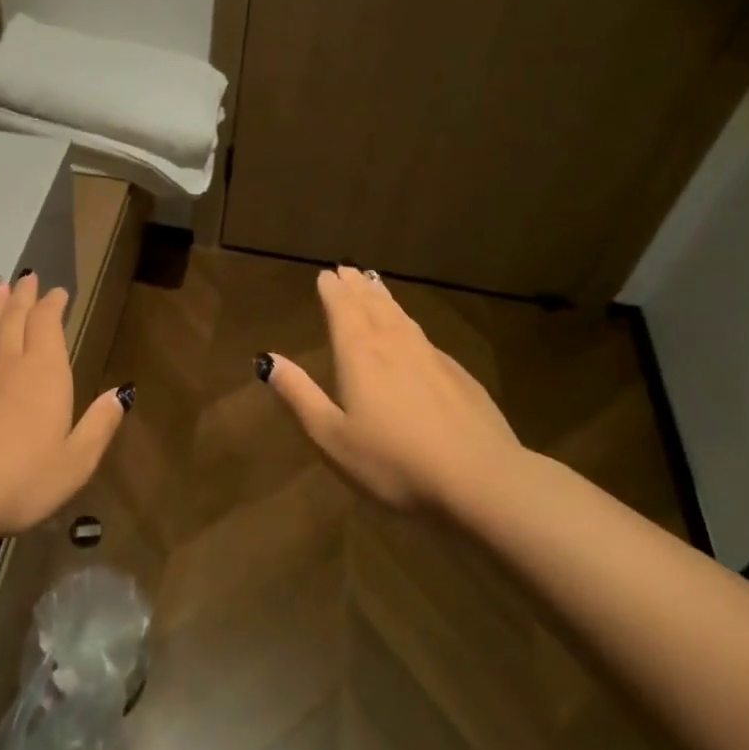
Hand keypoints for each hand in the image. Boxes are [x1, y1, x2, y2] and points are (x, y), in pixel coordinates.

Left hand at [0, 272, 128, 541]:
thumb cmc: (22, 479)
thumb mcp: (75, 462)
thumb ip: (99, 425)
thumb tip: (121, 393)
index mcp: (43, 374)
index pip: (47, 325)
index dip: (52, 305)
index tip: (57, 292)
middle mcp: (9, 366)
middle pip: (15, 319)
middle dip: (24, 296)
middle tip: (27, 276)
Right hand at [259, 266, 524, 509]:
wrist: (481, 479)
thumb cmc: (393, 462)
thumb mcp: (332, 436)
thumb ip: (299, 395)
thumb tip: (267, 359)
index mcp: (360, 354)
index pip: (342, 308)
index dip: (332, 290)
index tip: (326, 274)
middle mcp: (395, 344)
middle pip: (373, 305)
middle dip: (357, 286)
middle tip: (347, 269)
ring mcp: (432, 357)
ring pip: (401, 317)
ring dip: (384, 298)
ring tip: (374, 286)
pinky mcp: (459, 376)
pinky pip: (424, 337)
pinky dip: (408, 323)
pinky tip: (412, 334)